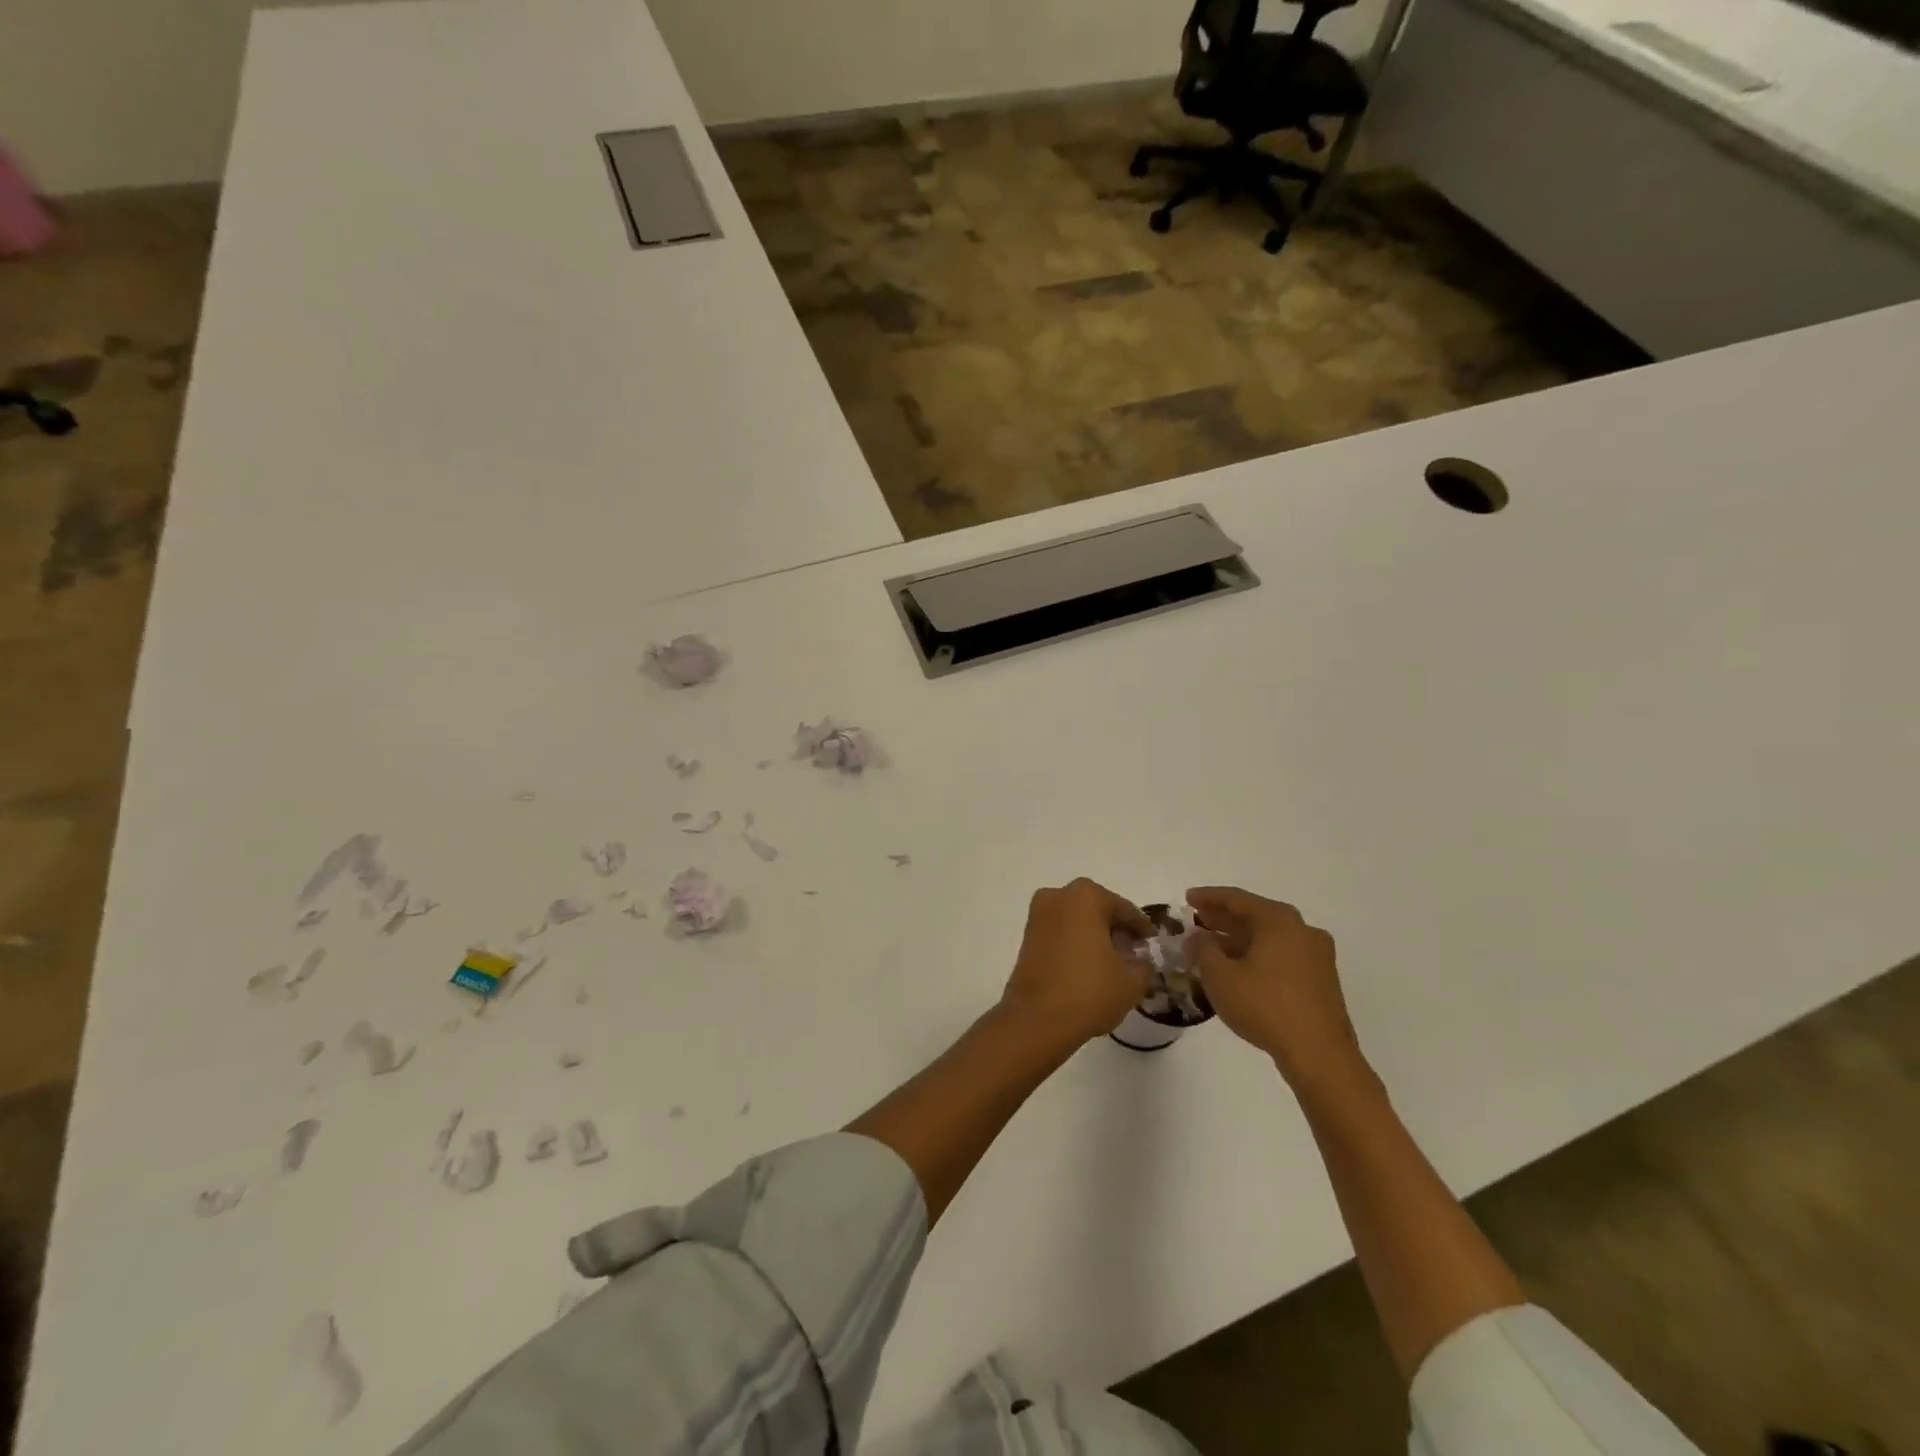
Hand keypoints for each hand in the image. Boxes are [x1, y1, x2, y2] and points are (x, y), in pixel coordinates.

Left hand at [1000, 879, 1153, 1048]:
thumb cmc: (1089, 991)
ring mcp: (1038, 915)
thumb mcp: (1132, 981)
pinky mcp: (1027, 936)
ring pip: (1077, 921)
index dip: (1142, 930)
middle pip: (1098, 911)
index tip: (1154, 946)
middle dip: (1117, 931)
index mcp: (1086, 896)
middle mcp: (1058, 896)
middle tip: (1134, 955)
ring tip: (1113, 965)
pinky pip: (1060, 933)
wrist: (1036, 1020)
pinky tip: (1089, 968)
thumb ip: (1144, 965)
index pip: (1125, 910)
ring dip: (1095, 937)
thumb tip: (1142, 961)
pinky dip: (1076, 944)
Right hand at [1185, 887, 1367, 1092]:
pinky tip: (1238, 969)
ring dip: (1239, 939)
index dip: (1208, 897)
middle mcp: (1301, 930)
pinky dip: (1257, 955)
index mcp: (1278, 920)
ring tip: (1212, 947)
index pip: (1237, 899)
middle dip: (1224, 918)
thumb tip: (1197, 936)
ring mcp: (1316, 955)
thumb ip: (1202, 950)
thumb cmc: (1265, 1006)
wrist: (1319, 1054)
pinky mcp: (1321, 980)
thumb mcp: (1220, 977)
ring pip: (1269, 937)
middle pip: (1255, 916)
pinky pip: (1282, 955)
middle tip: (1197, 920)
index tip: (1187, 898)